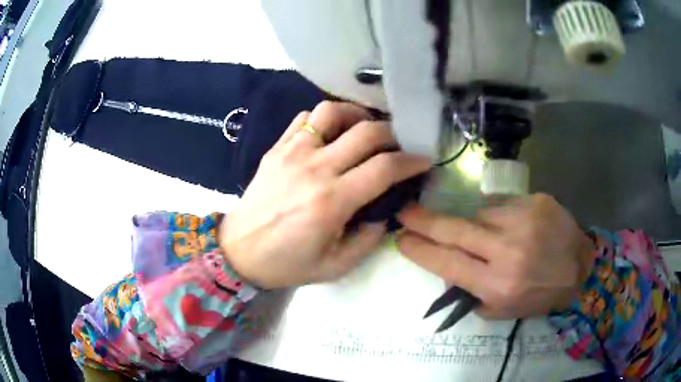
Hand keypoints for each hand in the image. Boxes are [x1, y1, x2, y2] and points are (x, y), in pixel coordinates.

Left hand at [220, 101, 430, 288]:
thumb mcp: (336, 265)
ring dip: (356, 116)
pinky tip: (330, 135)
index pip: (384, 167)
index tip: (423, 160)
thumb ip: (369, 238)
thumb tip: (385, 209)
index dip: (411, 160)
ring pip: (332, 112)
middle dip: (393, 134)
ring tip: (364, 130)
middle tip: (399, 144)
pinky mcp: (276, 148)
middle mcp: (315, 168)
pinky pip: (305, 118)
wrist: (239, 252)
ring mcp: (292, 152)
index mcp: (332, 201)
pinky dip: (325, 119)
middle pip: (366, 131)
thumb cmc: (287, 263)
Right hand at [396, 194, 594, 318]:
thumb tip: (447, 269)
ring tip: (497, 239)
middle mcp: (508, 250)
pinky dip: (501, 217)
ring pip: (480, 215)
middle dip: (425, 221)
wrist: (579, 268)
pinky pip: (503, 205)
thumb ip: (471, 291)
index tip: (402, 239)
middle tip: (405, 212)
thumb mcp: (501, 309)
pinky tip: (516, 228)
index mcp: (498, 284)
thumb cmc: (538, 295)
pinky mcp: (536, 201)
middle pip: (456, 230)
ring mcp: (524, 220)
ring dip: (478, 225)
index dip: (421, 250)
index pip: (448, 263)